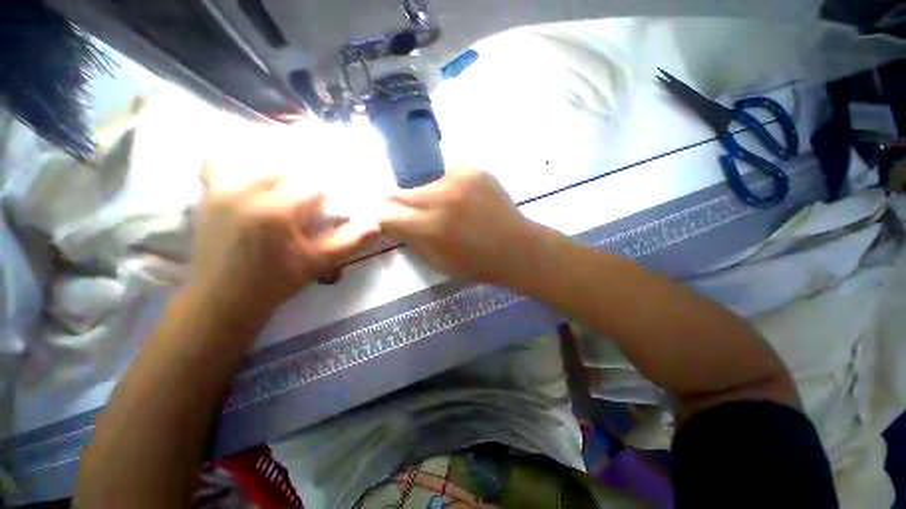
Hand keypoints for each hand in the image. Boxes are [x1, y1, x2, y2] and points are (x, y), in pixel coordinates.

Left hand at [190, 162, 377, 322]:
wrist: (223, 298)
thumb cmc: (276, 281)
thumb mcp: (320, 263)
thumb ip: (350, 240)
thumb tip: (375, 223)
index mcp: (277, 210)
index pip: (314, 182)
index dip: (331, 187)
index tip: (338, 195)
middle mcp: (247, 191)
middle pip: (288, 166)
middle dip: (308, 175)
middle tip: (318, 191)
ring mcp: (222, 189)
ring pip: (257, 158)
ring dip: (279, 164)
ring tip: (292, 179)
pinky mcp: (209, 194)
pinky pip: (221, 162)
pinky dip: (240, 161)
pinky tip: (255, 173)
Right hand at [378, 166, 537, 283]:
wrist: (516, 248)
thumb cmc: (476, 264)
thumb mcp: (437, 263)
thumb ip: (410, 240)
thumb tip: (391, 222)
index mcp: (431, 227)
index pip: (386, 213)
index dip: (383, 217)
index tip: (387, 220)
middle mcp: (441, 197)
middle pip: (398, 191)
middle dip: (396, 203)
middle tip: (407, 211)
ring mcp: (458, 178)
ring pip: (420, 179)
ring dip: (420, 192)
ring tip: (437, 205)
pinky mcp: (473, 168)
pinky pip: (444, 170)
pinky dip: (442, 182)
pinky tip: (455, 195)